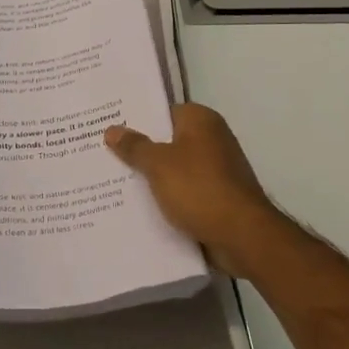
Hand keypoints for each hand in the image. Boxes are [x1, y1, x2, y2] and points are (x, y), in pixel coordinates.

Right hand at [105, 104, 282, 278]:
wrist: (243, 236)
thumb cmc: (200, 189)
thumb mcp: (158, 164)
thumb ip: (135, 146)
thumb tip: (112, 129)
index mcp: (201, 120)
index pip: (163, 112)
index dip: (137, 120)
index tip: (110, 129)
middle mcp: (213, 139)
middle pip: (168, 141)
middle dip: (141, 151)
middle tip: (105, 156)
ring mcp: (218, 170)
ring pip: (175, 169)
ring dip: (154, 178)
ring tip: (115, 183)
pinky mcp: (219, 197)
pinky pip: (186, 192)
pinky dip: (169, 199)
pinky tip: (141, 208)